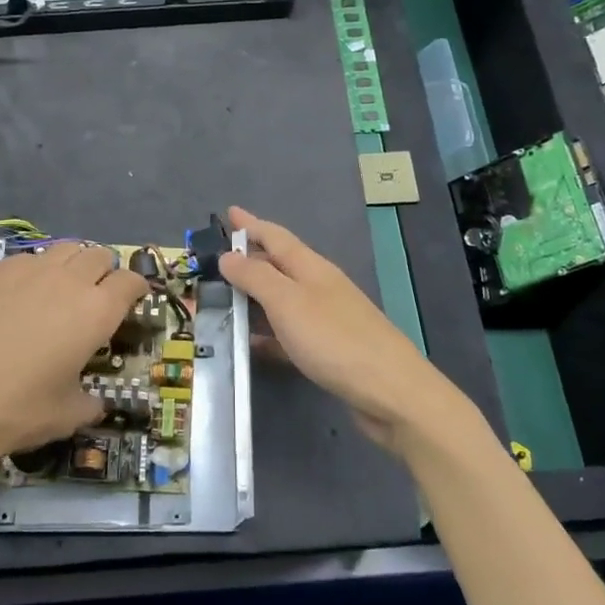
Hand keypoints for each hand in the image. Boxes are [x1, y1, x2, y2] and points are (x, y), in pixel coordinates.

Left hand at [0, 243, 146, 491]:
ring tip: (57, 293)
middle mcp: (66, 278)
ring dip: (69, 266)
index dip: (136, 290)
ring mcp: (23, 268)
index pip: (131, 282)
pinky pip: (22, 260)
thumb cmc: (9, 410)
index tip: (132, 303)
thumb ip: (89, 404)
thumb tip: (96, 403)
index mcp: (95, 310)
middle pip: (98, 256)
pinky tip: (12, 301)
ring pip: (61, 249)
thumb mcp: (62, 418)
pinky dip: (30, 274)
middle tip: (94, 300)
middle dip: (104, 273)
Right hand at [219, 207, 496, 461]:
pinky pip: (287, 334)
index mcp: (311, 268)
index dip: (251, 224)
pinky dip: (266, 334)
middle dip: (249, 259)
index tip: (229, 212)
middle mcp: (318, 287)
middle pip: (278, 265)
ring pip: (281, 300)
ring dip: (254, 297)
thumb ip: (256, 277)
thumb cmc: (335, 339)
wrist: (390, 391)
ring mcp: (325, 319)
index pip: (275, 237)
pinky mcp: (327, 351)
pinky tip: (248, 345)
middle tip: (214, 261)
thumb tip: (228, 255)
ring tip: (222, 299)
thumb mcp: (288, 302)